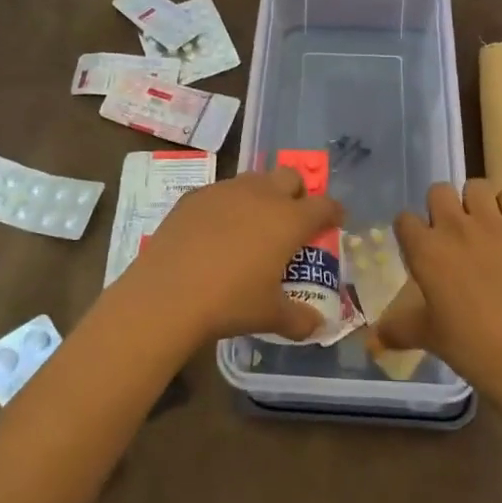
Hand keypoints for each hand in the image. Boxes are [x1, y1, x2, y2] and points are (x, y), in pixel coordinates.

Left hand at [122, 167, 342, 347]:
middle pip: (290, 177)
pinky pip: (219, 192)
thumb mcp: (270, 316)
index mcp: (288, 219)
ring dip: (262, 195)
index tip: (334, 220)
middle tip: (292, 218)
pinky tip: (215, 231)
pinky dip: (226, 206)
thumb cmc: (230, 303)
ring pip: (254, 179)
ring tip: (253, 223)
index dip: (332, 212)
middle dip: (297, 193)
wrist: (167, 294)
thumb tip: (317, 325)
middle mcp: (261, 195)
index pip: (323, 205)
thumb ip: (300, 319)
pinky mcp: (194, 196)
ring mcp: (225, 191)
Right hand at [378, 180, 501, 403]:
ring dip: (474, 202)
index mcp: (425, 250)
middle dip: (440, 207)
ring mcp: (492, 224)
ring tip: (480, 225)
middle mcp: (454, 227)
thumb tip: (372, 340)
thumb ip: (397, 329)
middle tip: (450, 234)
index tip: (418, 247)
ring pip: (475, 186)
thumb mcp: (427, 337)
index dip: (410, 231)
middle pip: (438, 191)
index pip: (404, 218)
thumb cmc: (470, 347)